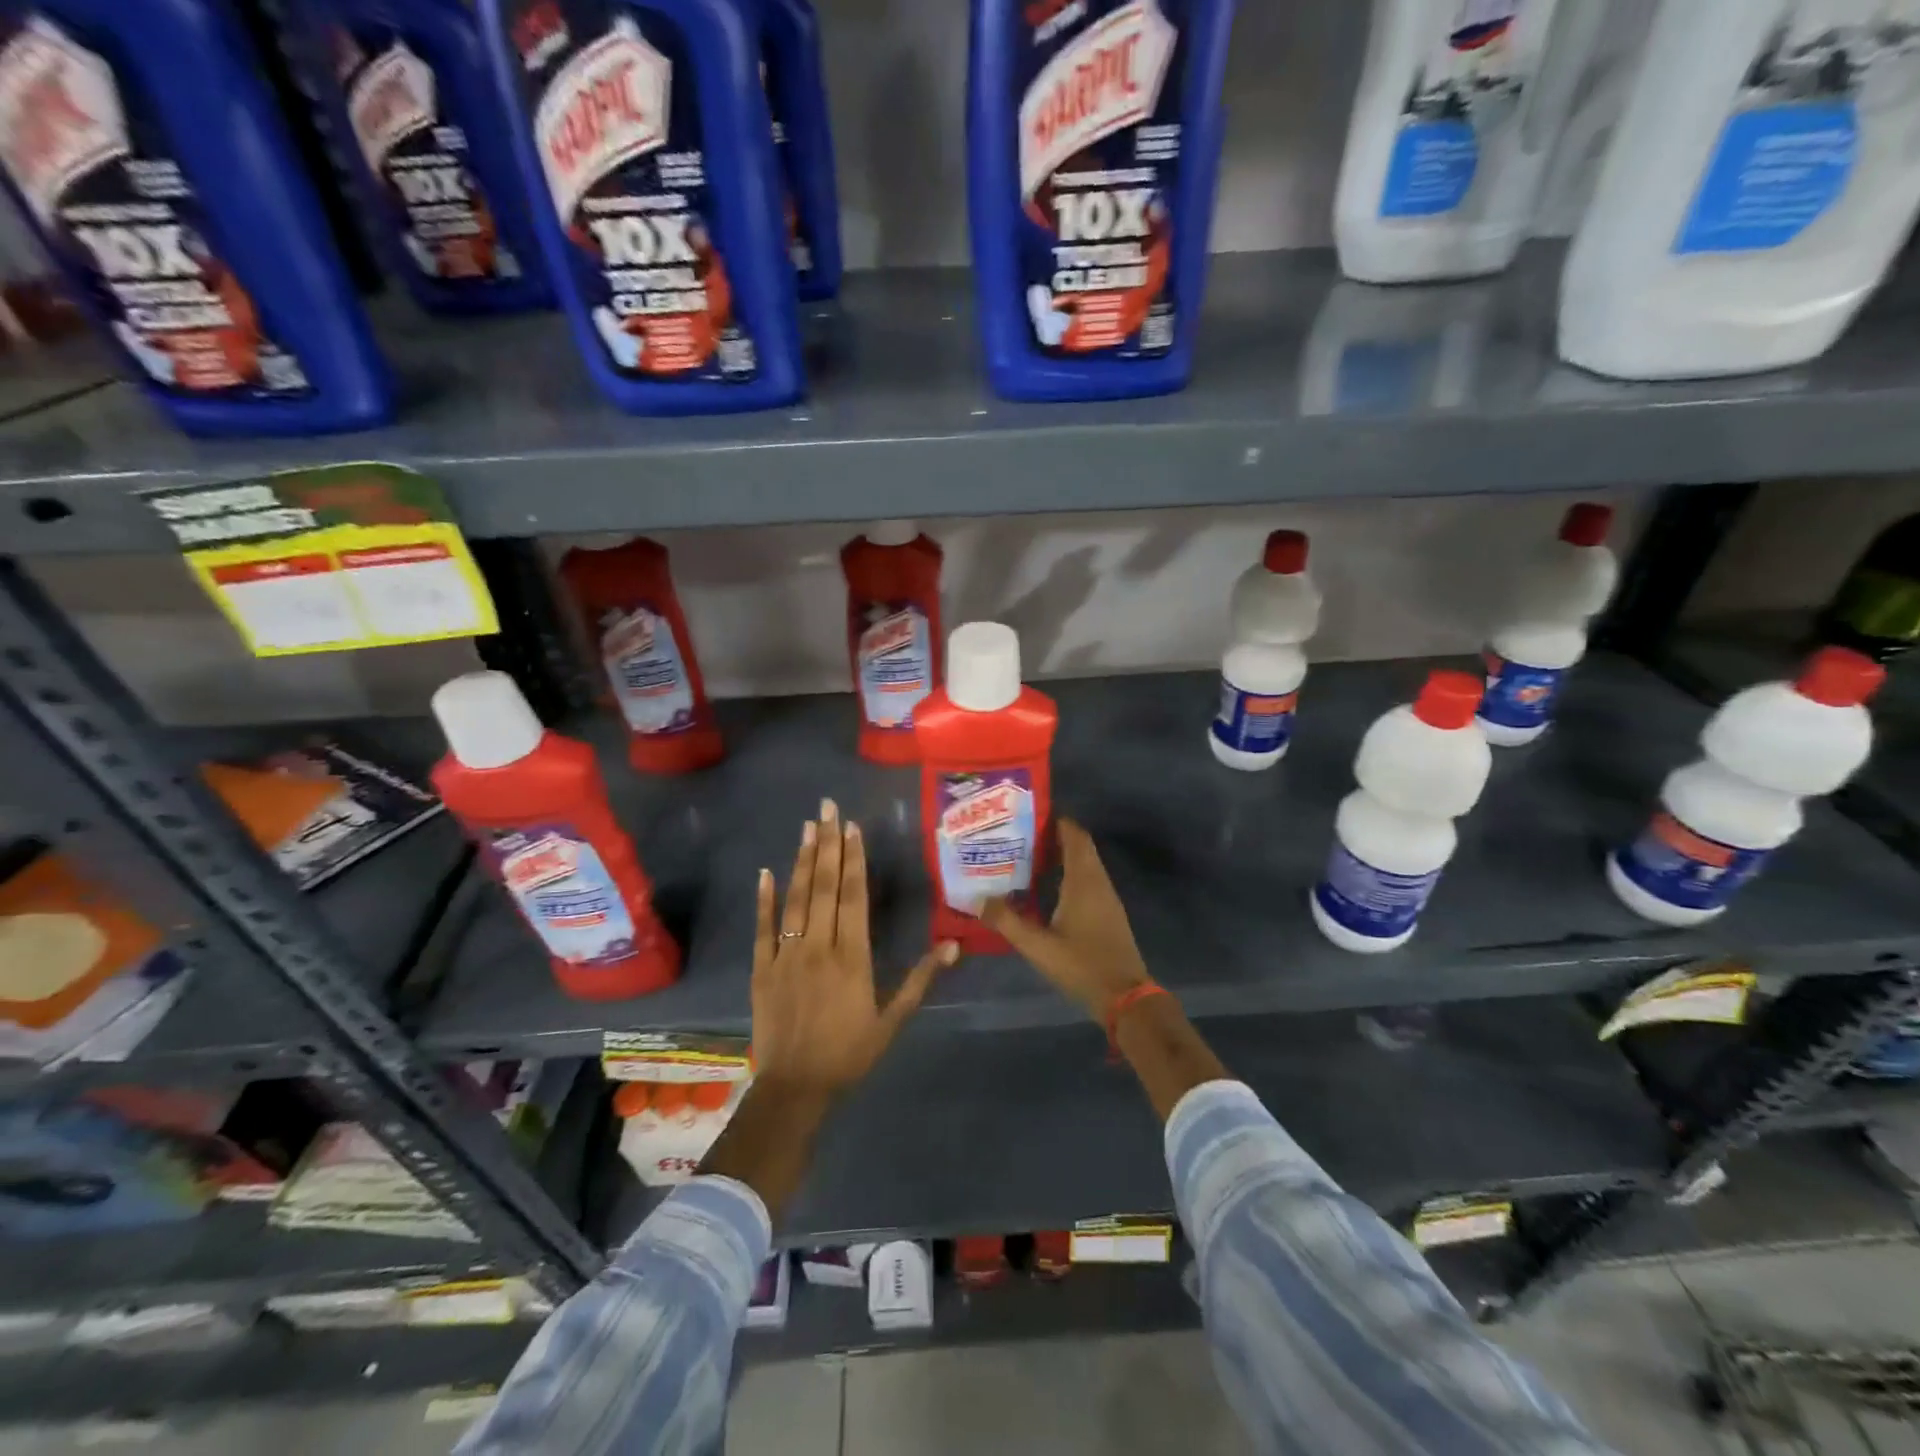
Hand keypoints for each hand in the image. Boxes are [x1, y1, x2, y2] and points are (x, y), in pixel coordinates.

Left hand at [751, 798, 959, 1097]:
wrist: (795, 1089)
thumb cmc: (849, 1054)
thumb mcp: (892, 1020)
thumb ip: (920, 979)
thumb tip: (954, 945)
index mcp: (852, 956)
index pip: (853, 896)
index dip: (853, 859)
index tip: (852, 827)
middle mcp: (819, 946)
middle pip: (823, 887)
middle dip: (827, 844)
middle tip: (827, 807)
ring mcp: (786, 955)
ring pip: (796, 899)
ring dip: (801, 861)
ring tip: (806, 827)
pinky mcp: (762, 969)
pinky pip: (764, 929)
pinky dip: (764, 900)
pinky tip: (766, 872)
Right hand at [981, 818, 1152, 1021]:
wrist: (1124, 997)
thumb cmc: (1082, 964)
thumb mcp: (1037, 945)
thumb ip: (1007, 921)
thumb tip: (978, 898)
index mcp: (1084, 880)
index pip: (1074, 835)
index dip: (1056, 821)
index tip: (1028, 815)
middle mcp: (1098, 881)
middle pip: (1079, 846)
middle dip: (1053, 837)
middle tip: (1020, 836)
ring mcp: (1107, 898)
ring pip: (1085, 864)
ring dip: (1061, 856)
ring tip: (1027, 858)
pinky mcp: (1108, 913)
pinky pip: (1088, 881)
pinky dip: (1069, 875)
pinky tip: (1047, 889)